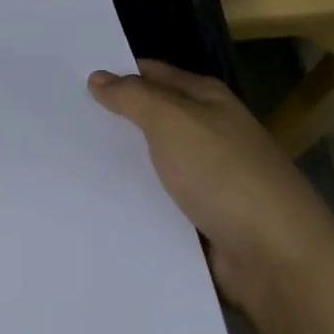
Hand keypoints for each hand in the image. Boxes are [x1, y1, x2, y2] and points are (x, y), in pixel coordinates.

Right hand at [89, 60, 332, 333]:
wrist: (278, 260)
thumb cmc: (225, 175)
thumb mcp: (174, 122)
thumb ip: (133, 97)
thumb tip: (98, 76)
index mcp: (206, 99)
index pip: (151, 74)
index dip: (114, 74)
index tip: (67, 79)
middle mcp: (206, 132)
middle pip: (149, 119)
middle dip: (109, 121)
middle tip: (56, 121)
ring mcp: (205, 178)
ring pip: (150, 164)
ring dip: (117, 166)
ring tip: (63, 164)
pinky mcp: (200, 220)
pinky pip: (157, 203)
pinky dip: (133, 203)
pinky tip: (94, 206)